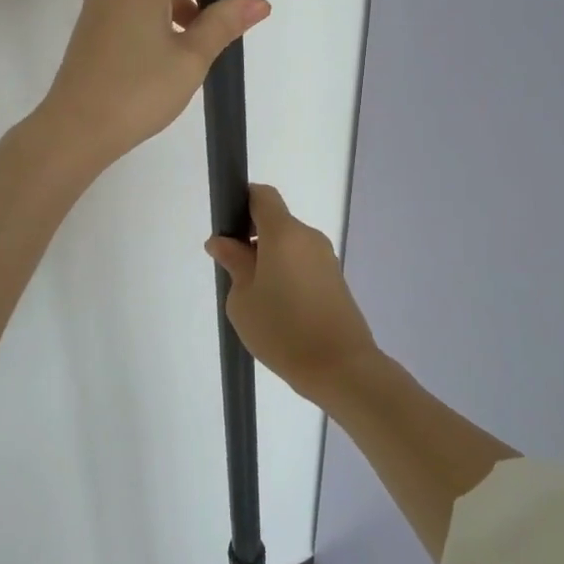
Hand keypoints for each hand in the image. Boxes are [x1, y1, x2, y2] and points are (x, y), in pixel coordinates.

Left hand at [35, 0, 269, 172]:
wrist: (74, 131)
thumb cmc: (138, 92)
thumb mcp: (191, 59)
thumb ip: (224, 24)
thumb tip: (258, 1)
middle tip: (217, 24)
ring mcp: (97, 12)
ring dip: (175, 7)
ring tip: (195, 48)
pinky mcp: (90, 35)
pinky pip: (128, 13)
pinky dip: (153, 22)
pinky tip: (165, 61)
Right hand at [205, 185, 378, 404]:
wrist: (341, 368)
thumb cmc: (282, 330)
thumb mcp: (243, 299)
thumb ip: (233, 263)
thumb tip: (223, 242)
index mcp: (284, 233)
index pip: (262, 196)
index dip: (242, 203)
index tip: (229, 231)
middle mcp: (308, 237)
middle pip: (276, 222)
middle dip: (253, 239)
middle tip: (235, 274)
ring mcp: (326, 258)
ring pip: (289, 245)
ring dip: (271, 260)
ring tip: (257, 299)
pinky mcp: (336, 279)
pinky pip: (303, 264)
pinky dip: (288, 274)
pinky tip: (280, 309)